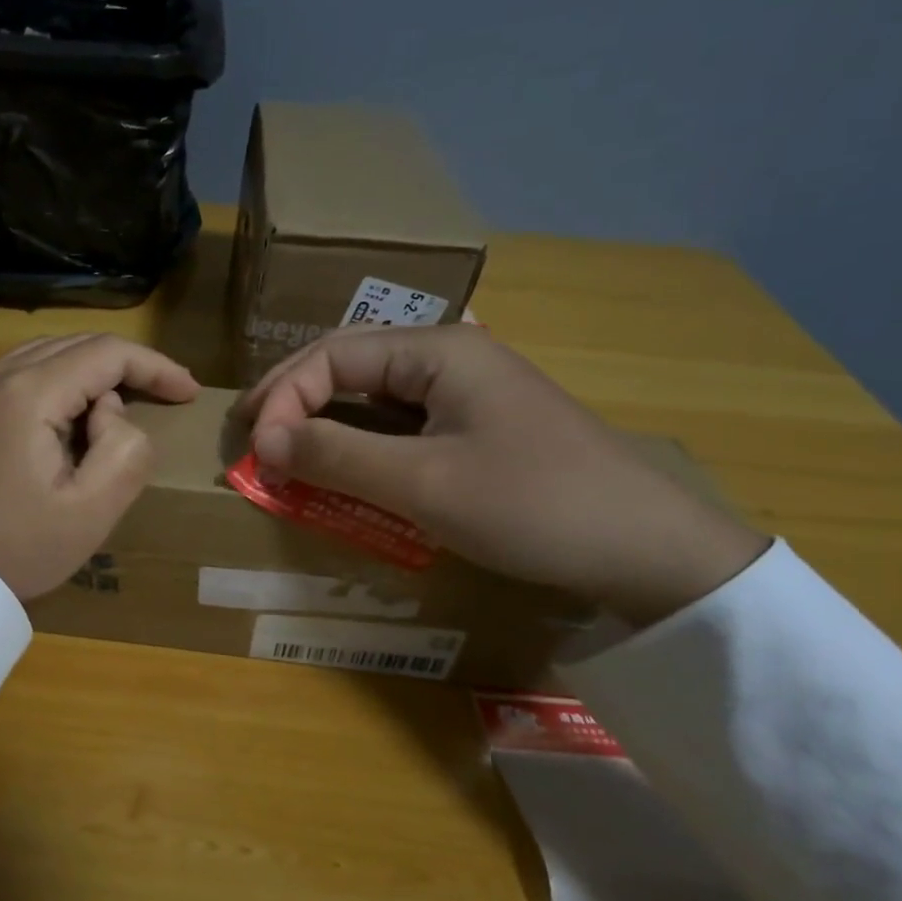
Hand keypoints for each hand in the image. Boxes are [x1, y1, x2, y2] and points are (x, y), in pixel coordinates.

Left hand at [0, 334, 199, 600]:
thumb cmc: (12, 550)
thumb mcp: (89, 513)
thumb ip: (125, 452)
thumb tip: (111, 412)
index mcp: (28, 392)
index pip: (107, 352)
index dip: (155, 365)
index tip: (188, 392)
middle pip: (73, 345)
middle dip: (124, 365)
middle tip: (162, 395)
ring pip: (42, 357)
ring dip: (87, 373)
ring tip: (118, 407)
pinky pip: (14, 378)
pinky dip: (52, 385)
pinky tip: (64, 420)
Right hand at [237, 325, 768, 625]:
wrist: (651, 551)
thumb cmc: (532, 505)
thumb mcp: (422, 484)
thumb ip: (335, 455)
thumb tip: (263, 441)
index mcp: (437, 349)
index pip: (332, 356)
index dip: (283, 397)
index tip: (256, 451)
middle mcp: (449, 357)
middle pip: (349, 365)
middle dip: (294, 400)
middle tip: (251, 437)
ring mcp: (468, 391)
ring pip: (373, 395)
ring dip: (324, 421)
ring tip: (283, 450)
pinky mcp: (478, 426)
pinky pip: (401, 424)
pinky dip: (361, 443)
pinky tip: (343, 465)